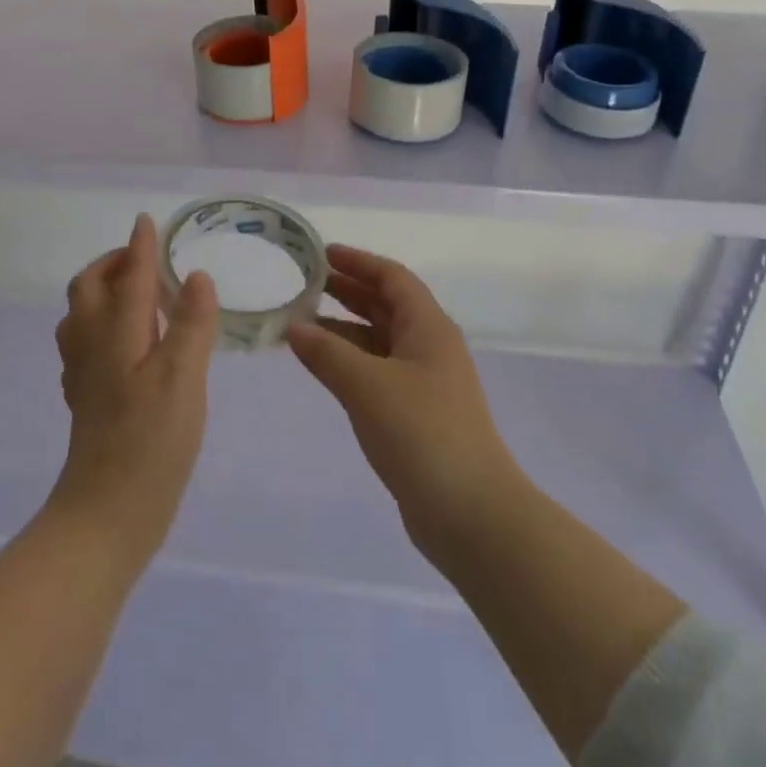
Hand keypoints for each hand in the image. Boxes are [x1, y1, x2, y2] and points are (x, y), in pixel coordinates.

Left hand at [50, 214, 219, 566]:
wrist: (106, 514)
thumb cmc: (151, 443)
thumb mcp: (183, 378)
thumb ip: (190, 324)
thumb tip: (195, 276)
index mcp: (117, 334)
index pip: (129, 277)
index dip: (139, 247)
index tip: (147, 221)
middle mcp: (92, 345)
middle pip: (89, 288)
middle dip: (113, 263)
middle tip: (144, 258)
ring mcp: (83, 374)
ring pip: (80, 314)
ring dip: (102, 289)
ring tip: (136, 292)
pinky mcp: (84, 398)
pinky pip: (83, 341)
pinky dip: (100, 322)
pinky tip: (124, 340)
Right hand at [287, 245, 521, 559]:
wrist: (471, 513)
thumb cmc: (422, 433)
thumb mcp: (368, 386)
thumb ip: (327, 353)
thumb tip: (294, 327)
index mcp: (428, 327)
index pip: (392, 277)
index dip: (358, 261)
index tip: (322, 253)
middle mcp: (429, 346)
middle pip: (386, 305)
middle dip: (348, 290)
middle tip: (305, 283)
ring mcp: (425, 382)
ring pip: (379, 340)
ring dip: (344, 328)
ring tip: (302, 322)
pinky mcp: (416, 414)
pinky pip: (377, 371)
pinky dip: (350, 362)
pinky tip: (322, 367)